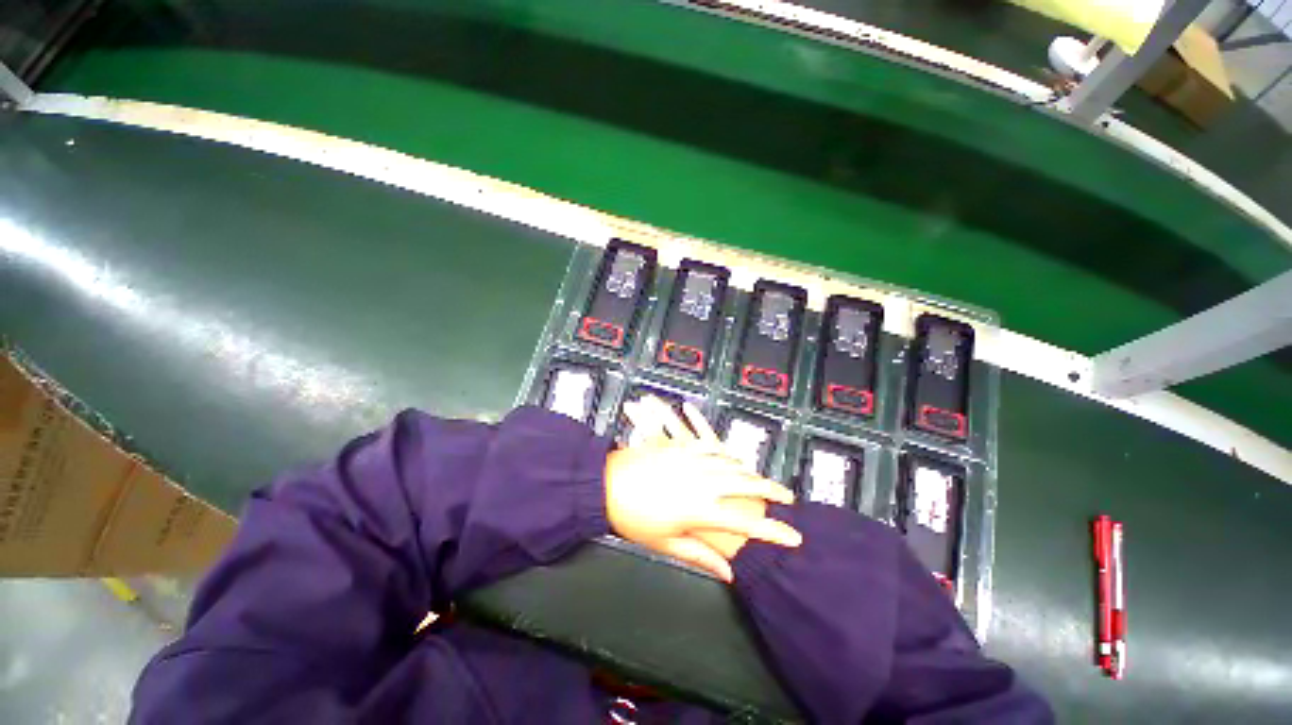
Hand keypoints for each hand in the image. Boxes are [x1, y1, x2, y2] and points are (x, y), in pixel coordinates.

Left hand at [604, 397, 800, 580]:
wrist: (605, 484)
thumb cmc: (633, 519)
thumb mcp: (665, 544)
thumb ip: (700, 556)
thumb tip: (728, 573)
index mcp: (701, 510)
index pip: (747, 524)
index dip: (774, 532)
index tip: (795, 538)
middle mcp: (703, 482)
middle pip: (746, 484)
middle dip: (771, 490)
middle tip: (787, 497)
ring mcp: (692, 460)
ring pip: (732, 463)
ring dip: (750, 470)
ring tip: (763, 479)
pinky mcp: (681, 448)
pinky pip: (710, 446)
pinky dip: (725, 453)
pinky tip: (731, 456)